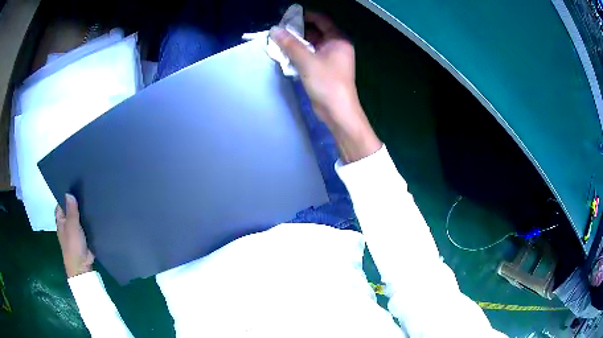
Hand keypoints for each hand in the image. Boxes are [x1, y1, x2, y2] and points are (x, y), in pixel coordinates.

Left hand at [56, 194, 93, 277]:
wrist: (82, 266)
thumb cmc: (73, 246)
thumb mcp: (72, 226)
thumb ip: (71, 211)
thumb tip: (68, 193)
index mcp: (61, 221)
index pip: (61, 204)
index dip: (65, 196)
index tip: (73, 186)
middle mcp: (66, 225)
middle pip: (70, 210)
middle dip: (76, 204)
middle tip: (85, 191)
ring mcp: (75, 232)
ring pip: (79, 219)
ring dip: (84, 213)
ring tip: (92, 200)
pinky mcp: (84, 238)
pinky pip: (86, 227)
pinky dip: (89, 222)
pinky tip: (96, 216)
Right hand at [270, 12, 380, 161]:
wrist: (337, 111)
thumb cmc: (327, 83)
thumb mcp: (307, 61)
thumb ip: (290, 44)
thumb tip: (275, 30)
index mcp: (338, 40)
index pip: (321, 20)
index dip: (305, 16)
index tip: (287, 17)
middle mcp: (336, 46)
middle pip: (315, 31)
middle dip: (297, 30)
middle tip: (279, 30)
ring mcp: (331, 58)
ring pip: (311, 44)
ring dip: (296, 43)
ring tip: (278, 41)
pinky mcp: (324, 69)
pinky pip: (310, 55)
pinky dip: (299, 53)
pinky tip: (285, 54)